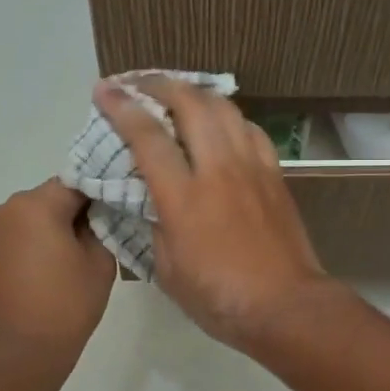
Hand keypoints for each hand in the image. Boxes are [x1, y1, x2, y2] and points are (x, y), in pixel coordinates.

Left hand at [0, 181, 115, 363]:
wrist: (19, 351)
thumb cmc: (66, 304)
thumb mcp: (100, 261)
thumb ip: (103, 226)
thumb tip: (97, 215)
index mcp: (36, 203)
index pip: (80, 183)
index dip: (103, 194)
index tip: (122, 208)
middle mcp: (9, 206)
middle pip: (56, 195)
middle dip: (80, 209)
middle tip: (108, 232)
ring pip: (40, 213)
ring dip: (61, 224)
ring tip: (85, 251)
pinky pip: (25, 231)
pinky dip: (44, 238)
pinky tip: (63, 261)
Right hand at [95, 77, 333, 349]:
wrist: (285, 306)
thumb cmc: (219, 298)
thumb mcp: (167, 269)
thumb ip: (155, 226)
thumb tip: (153, 200)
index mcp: (183, 197)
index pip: (147, 136)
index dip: (121, 108)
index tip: (104, 91)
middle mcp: (218, 170)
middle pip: (190, 104)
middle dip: (159, 85)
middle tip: (138, 84)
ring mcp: (251, 168)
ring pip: (224, 109)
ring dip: (195, 93)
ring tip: (177, 94)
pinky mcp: (275, 175)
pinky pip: (250, 130)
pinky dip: (229, 117)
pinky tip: (220, 124)